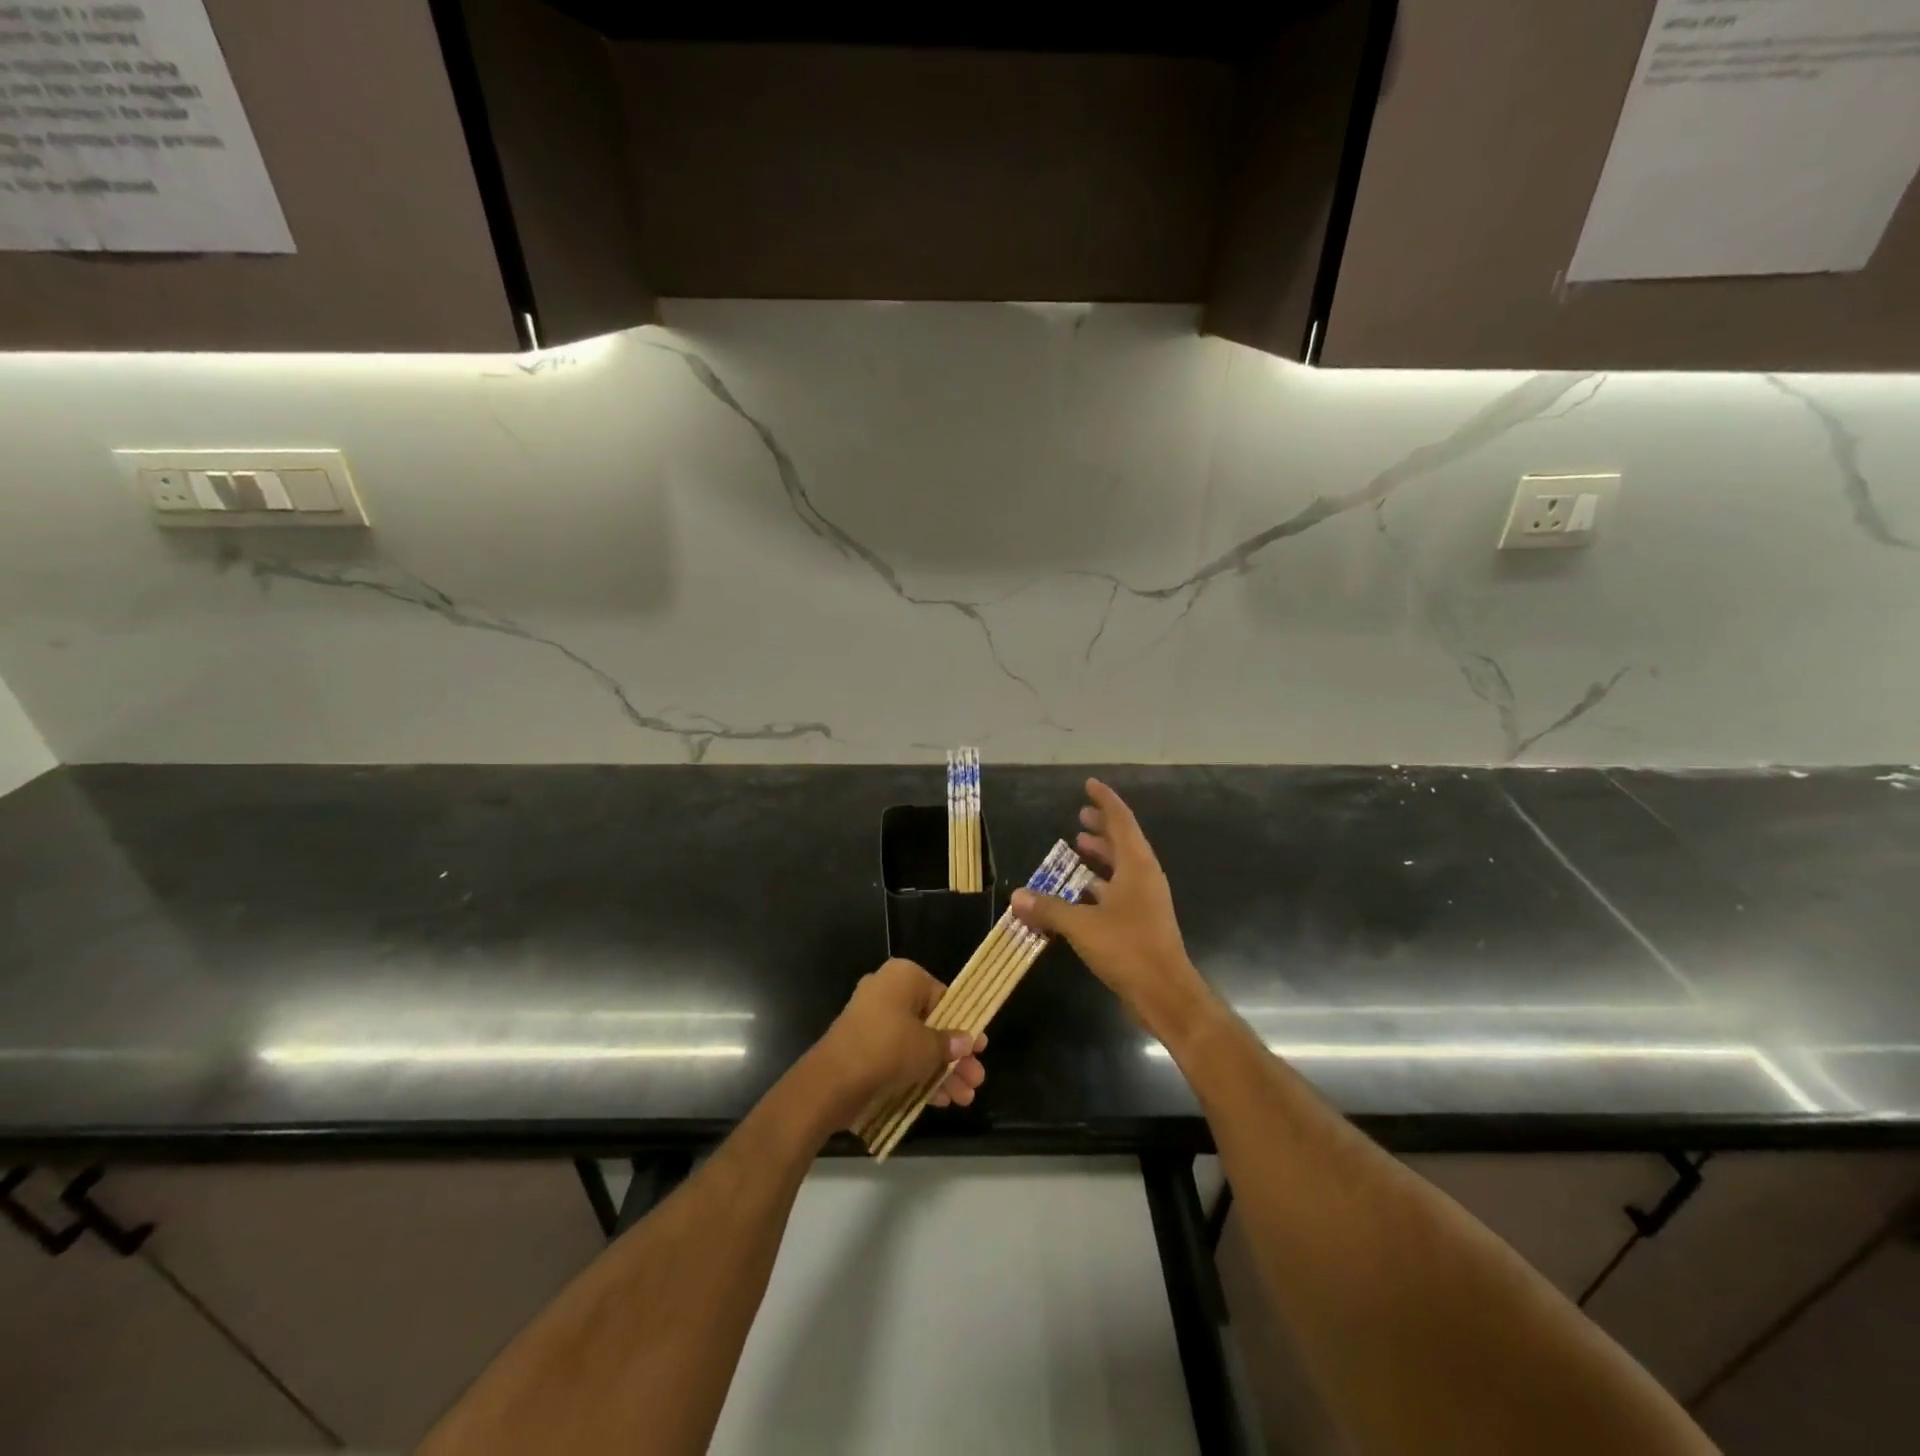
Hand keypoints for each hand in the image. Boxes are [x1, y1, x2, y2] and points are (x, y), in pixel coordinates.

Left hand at [812, 958, 987, 1129]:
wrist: (831, 1081)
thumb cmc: (888, 1049)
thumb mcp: (928, 1047)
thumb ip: (950, 1044)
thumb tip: (966, 1041)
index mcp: (903, 977)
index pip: (943, 997)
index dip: (964, 1025)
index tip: (980, 1049)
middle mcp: (886, 992)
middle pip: (931, 1024)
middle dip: (955, 1056)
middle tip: (976, 1079)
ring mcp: (872, 1022)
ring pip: (915, 1045)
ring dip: (941, 1071)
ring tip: (965, 1098)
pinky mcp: (862, 1049)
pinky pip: (897, 1058)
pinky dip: (918, 1076)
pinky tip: (942, 1101)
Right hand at [1011, 778, 1211, 1042]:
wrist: (1165, 993)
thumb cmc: (1127, 949)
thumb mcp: (1082, 926)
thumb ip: (1049, 908)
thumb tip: (1017, 897)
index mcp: (1137, 866)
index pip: (1121, 821)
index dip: (1105, 801)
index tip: (1090, 784)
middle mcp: (1144, 877)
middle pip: (1123, 842)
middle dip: (1102, 827)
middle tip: (1080, 816)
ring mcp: (1145, 901)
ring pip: (1121, 868)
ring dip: (1100, 856)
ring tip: (1076, 846)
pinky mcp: (1140, 922)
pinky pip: (1117, 891)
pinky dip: (1098, 884)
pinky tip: (1078, 891)